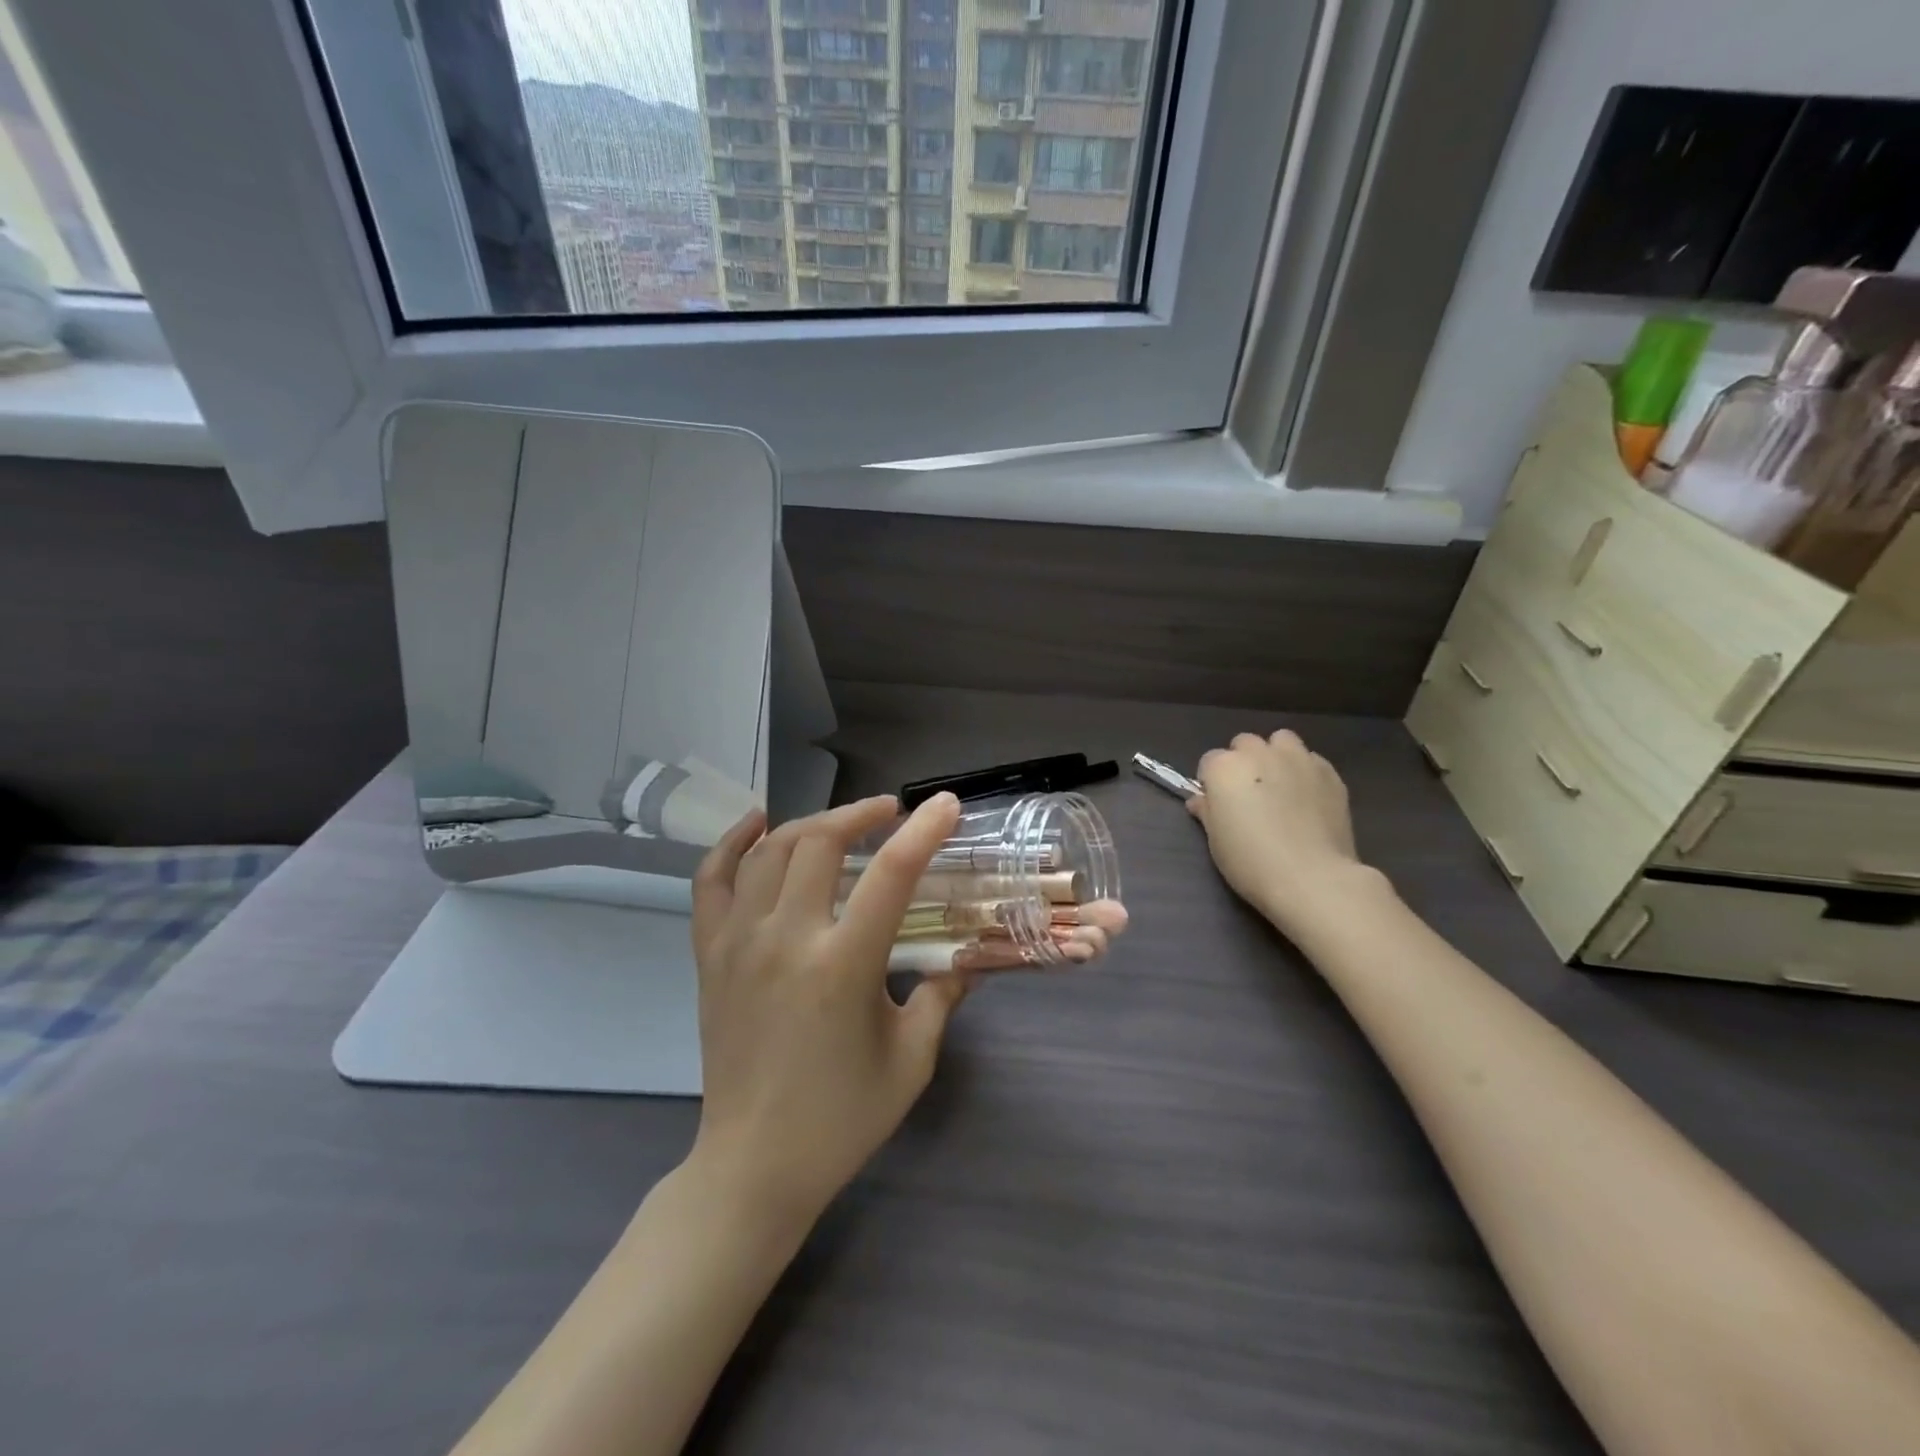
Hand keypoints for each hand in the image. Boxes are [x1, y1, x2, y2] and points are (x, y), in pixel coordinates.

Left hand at [687, 792, 970, 1228]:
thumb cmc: (842, 1118)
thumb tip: (968, 957)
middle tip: (891, 814)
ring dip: (811, 824)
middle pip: (820, 842)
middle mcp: (785, 939)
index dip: (923, 831)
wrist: (754, 1165)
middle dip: (861, 814)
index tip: (945, 804)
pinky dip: (732, 843)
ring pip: (770, 851)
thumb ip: (942, 997)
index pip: (890, 875)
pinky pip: (711, 881)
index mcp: (842, 965)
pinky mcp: (709, 955)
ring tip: (843, 824)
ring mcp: (738, 943)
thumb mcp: (911, 1059)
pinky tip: (757, 823)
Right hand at [1189, 730, 1367, 934]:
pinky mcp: (1329, 772)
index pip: (1209, 761)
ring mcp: (1298, 759)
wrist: (1312, 878)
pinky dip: (1305, 772)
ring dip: (1276, 756)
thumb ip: (1207, 812)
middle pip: (1245, 744)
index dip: (1212, 783)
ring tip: (1280, 785)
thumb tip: (1200, 801)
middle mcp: (1259, 753)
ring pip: (1282, 741)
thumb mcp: (1216, 841)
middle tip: (1249, 795)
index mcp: (1224, 767)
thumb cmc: (1251, 862)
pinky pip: (1311, 760)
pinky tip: (1307, 798)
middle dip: (1243, 762)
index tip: (1219, 805)